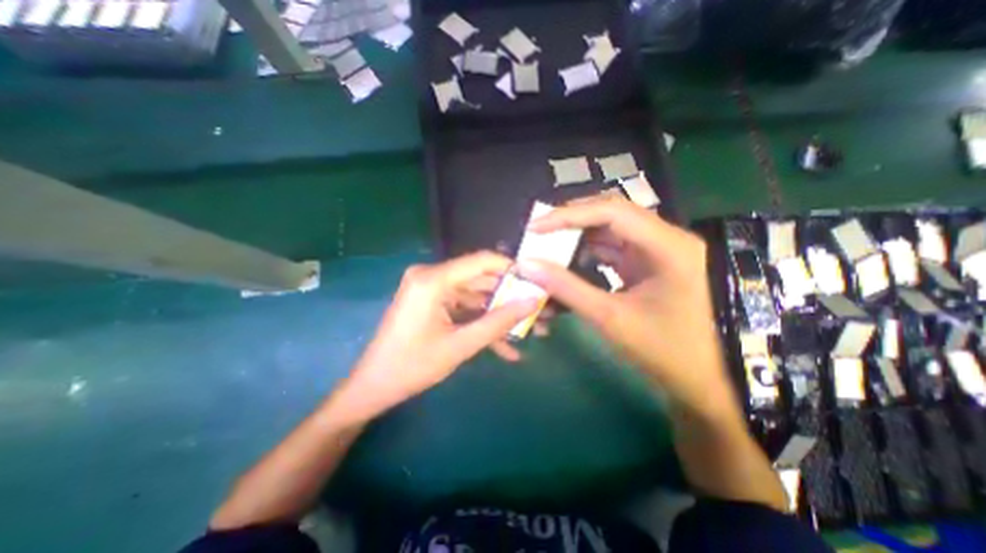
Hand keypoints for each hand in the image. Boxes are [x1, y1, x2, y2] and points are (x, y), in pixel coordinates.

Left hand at [337, 253, 538, 421]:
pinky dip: (480, 322)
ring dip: (498, 314)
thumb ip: (499, 322)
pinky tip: (504, 347)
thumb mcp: (460, 346)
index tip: (537, 282)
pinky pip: (462, 307)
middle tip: (536, 310)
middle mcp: (431, 276)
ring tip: (527, 331)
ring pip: (475, 296)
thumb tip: (532, 302)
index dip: (512, 269)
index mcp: (433, 280)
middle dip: (509, 297)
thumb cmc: (412, 367)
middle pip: (480, 279)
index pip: (482, 261)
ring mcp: (431, 289)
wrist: (373, 386)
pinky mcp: (431, 302)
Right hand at [517, 196, 739, 416]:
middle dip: (570, 223)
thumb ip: (566, 289)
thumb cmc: (667, 352)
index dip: (569, 214)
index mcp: (666, 246)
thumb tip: (527, 266)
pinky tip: (566, 265)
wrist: (708, 381)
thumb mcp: (611, 319)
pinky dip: (586, 256)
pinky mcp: (646, 266)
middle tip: (538, 234)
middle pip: (609, 216)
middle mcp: (662, 239)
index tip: (536, 227)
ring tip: (546, 248)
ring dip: (575, 240)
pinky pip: (611, 251)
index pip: (611, 211)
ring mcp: (655, 252)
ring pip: (607, 233)